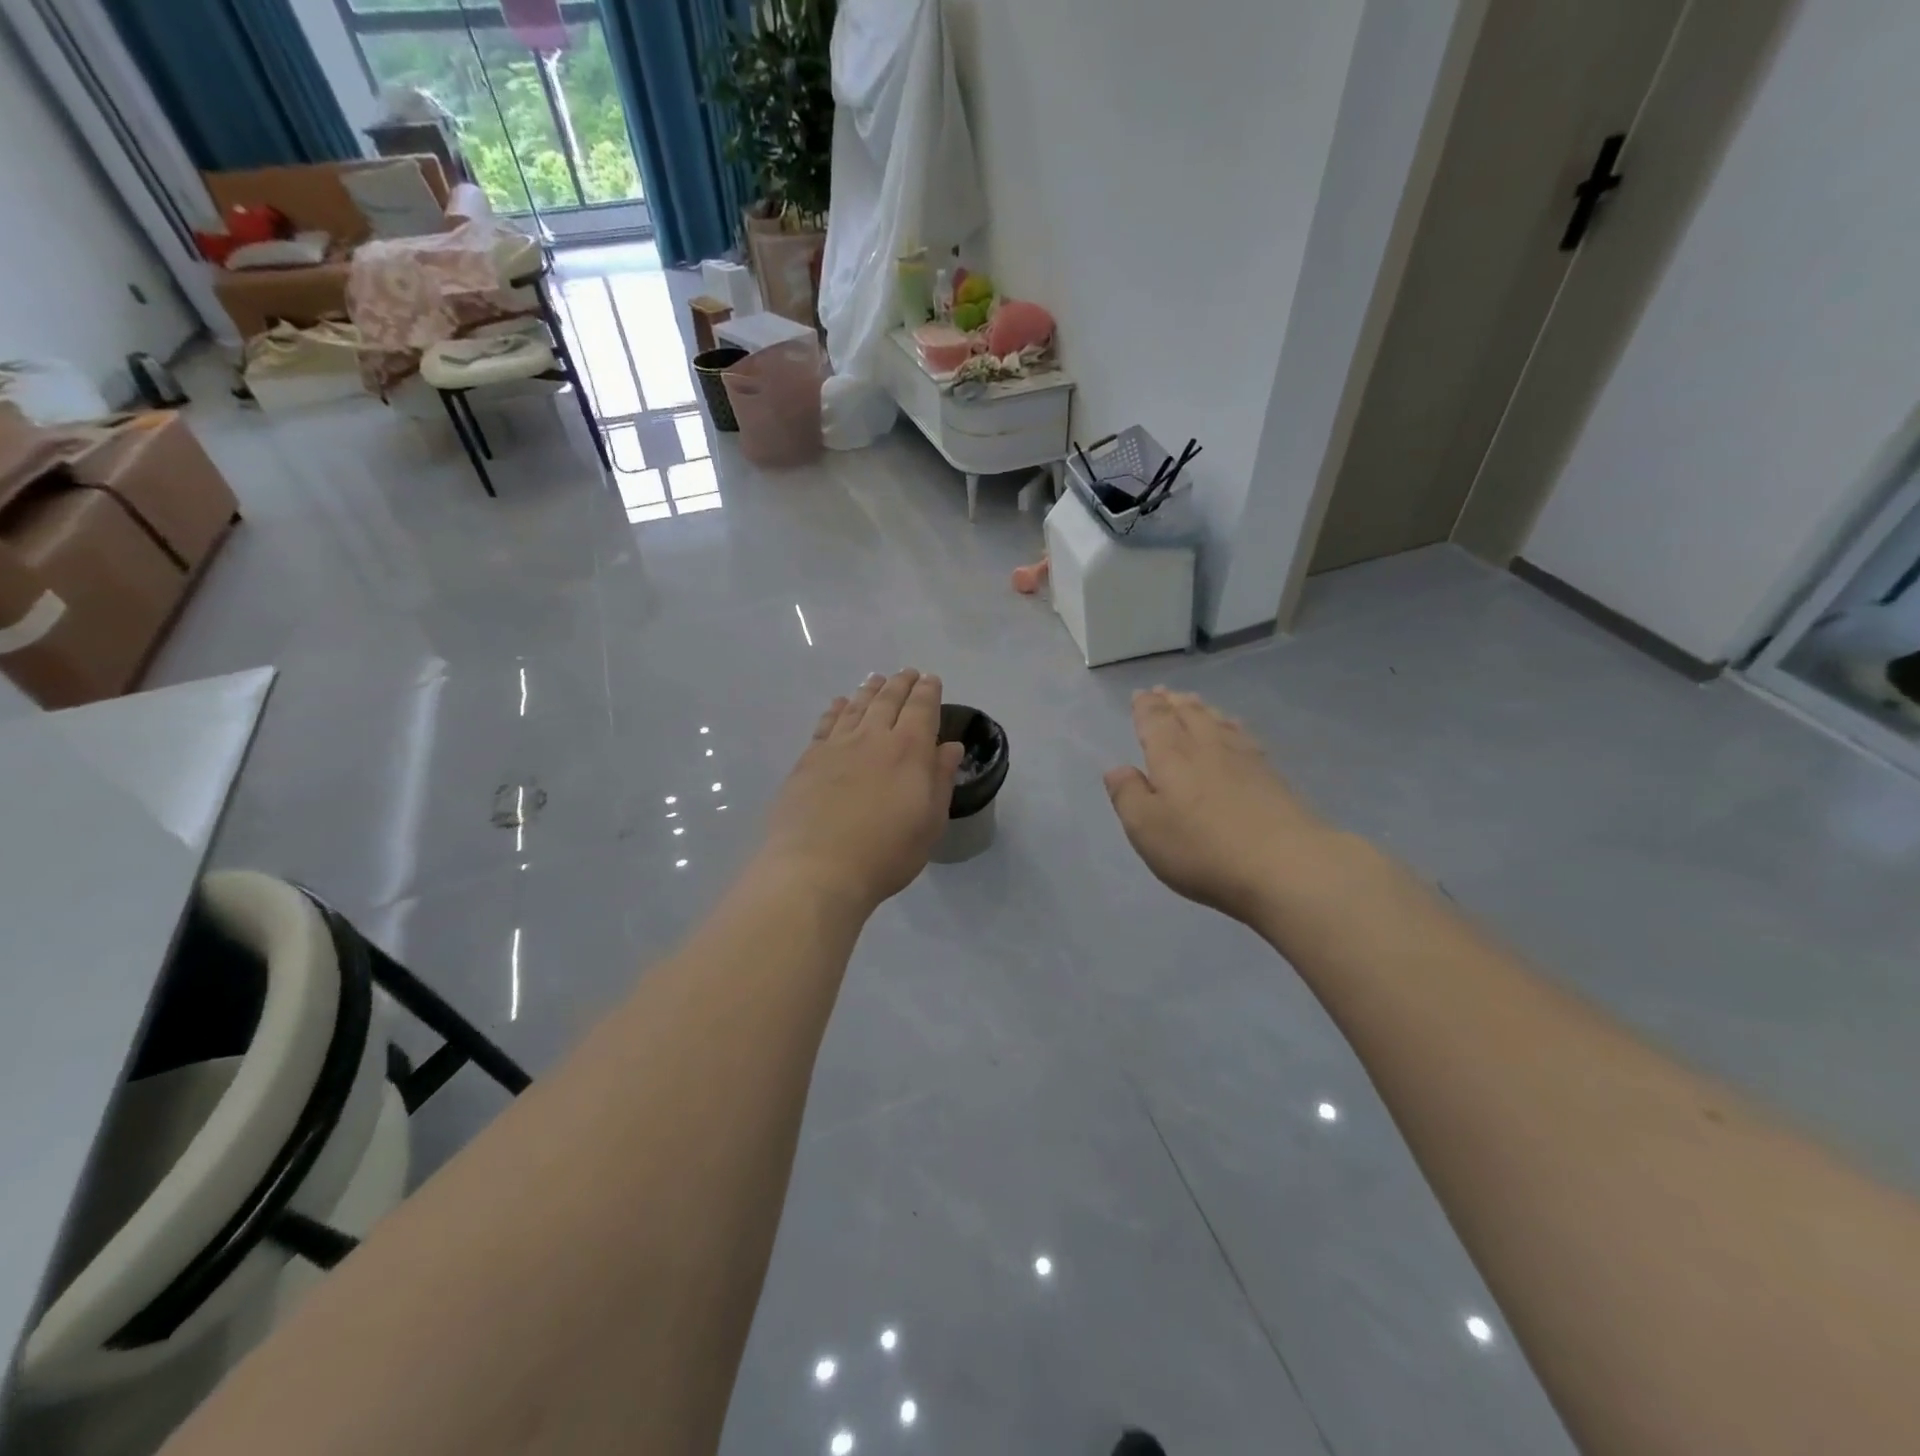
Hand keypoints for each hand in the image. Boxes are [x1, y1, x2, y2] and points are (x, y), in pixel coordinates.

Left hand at [760, 670, 964, 913]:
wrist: (817, 868)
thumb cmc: (886, 852)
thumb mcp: (930, 822)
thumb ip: (941, 779)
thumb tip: (950, 747)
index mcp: (909, 750)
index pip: (922, 708)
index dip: (928, 691)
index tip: (931, 680)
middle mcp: (873, 737)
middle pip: (888, 700)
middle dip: (900, 683)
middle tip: (907, 673)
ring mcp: (837, 746)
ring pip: (856, 706)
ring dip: (869, 690)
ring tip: (876, 680)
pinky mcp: (808, 760)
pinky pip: (826, 723)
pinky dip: (836, 709)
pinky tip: (839, 704)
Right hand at [1104, 688, 1332, 923]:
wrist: (1288, 866)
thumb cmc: (1203, 849)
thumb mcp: (1146, 828)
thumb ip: (1128, 795)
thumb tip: (1117, 769)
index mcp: (1172, 756)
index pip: (1156, 720)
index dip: (1146, 707)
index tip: (1141, 695)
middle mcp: (1207, 747)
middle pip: (1190, 714)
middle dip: (1174, 702)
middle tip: (1166, 692)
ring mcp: (1245, 759)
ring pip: (1219, 722)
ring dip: (1203, 710)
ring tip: (1195, 703)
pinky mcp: (1273, 777)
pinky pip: (1244, 737)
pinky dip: (1232, 727)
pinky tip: (1236, 732)